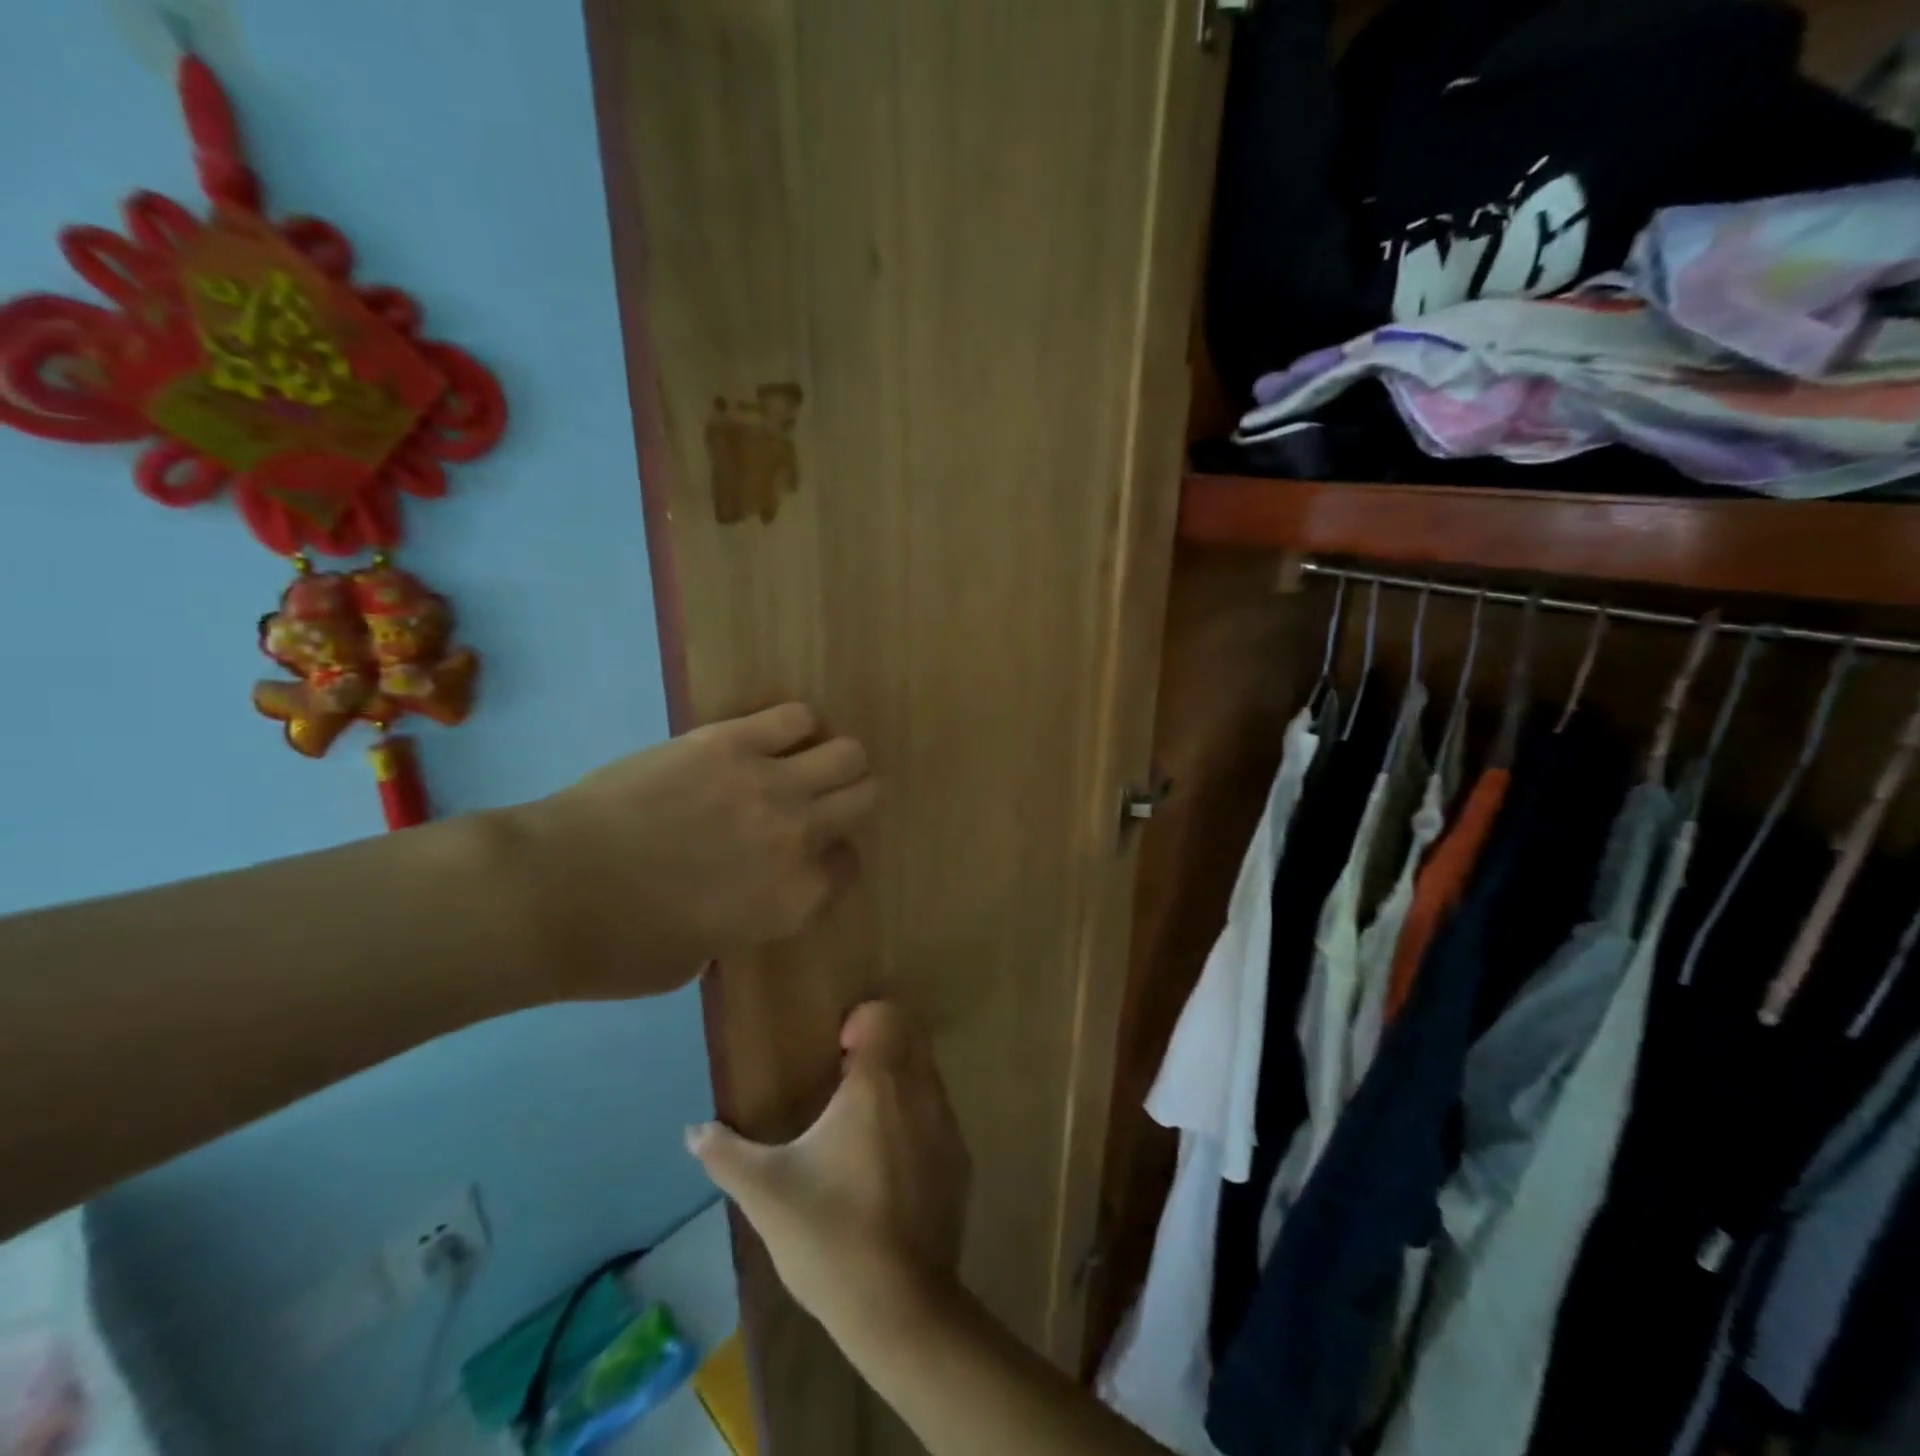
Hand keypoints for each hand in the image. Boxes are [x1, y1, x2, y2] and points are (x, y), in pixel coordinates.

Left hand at [514, 703, 874, 997]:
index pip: (849, 865)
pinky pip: (795, 716)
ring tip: (798, 764)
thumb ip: (741, 923)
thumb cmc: (618, 947)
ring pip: (847, 752)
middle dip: (847, 801)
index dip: (832, 858)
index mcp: (795, 900)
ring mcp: (769, 783)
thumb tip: (741, 896)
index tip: (810, 856)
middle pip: (865, 797)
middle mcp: (799, 837)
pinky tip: (766, 739)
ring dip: (830, 760)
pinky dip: (792, 727)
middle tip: (814, 803)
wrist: (551, 890)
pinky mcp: (730, 741)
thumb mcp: (699, 958)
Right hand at [687, 1002, 970, 1345]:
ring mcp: (947, 1126)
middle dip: (880, 1046)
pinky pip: (939, 1117)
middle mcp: (920, 1091)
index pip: (886, 1014)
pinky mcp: (960, 1162)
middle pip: (910, 1037)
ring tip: (862, 1127)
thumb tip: (692, 1131)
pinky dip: (916, 1120)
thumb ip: (725, 1154)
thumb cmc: (829, 1235)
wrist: (899, 1307)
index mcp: (877, 1084)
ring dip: (899, 1082)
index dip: (862, 1022)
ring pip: (927, 1075)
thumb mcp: (765, 1193)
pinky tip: (888, 1168)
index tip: (836, 1054)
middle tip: (844, 1083)